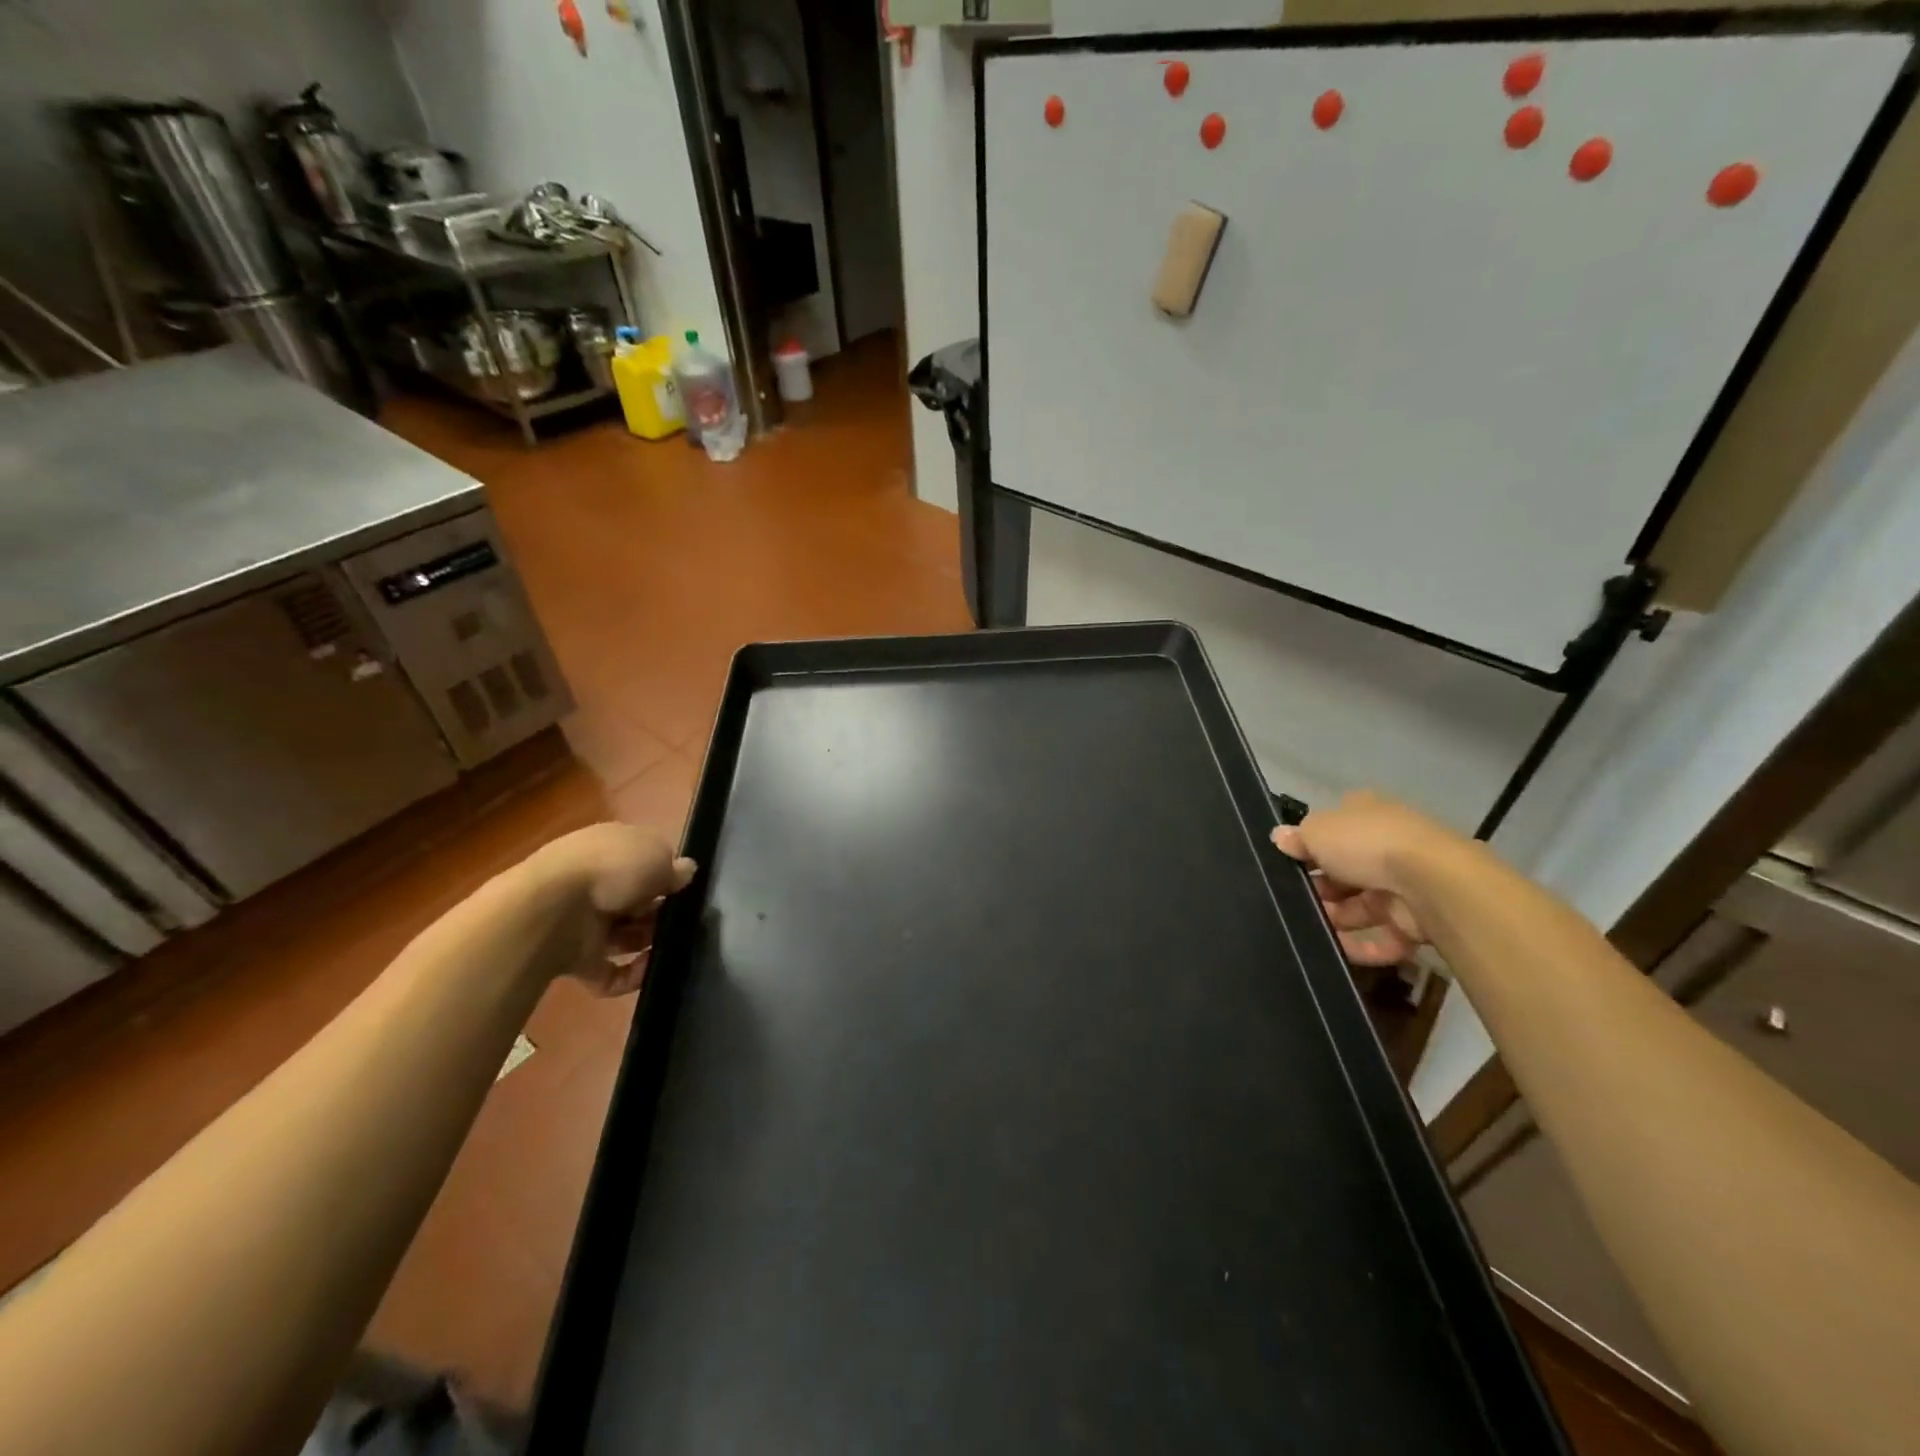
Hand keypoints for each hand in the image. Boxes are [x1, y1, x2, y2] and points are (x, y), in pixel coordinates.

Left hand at [522, 823, 696, 994]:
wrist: (551, 910)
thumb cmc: (612, 869)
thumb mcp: (656, 855)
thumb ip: (674, 867)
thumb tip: (684, 871)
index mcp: (609, 848)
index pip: (641, 860)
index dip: (664, 874)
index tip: (684, 889)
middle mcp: (594, 882)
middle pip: (635, 901)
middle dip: (659, 913)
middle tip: (681, 921)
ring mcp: (582, 922)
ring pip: (624, 937)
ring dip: (648, 944)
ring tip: (669, 948)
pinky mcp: (575, 959)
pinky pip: (610, 972)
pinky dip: (629, 976)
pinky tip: (647, 971)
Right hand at [1270, 791, 1456, 966]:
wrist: (1432, 882)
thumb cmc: (1367, 844)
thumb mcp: (1318, 831)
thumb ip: (1297, 838)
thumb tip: (1279, 837)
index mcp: (1366, 815)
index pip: (1334, 829)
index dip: (1310, 845)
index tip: (1288, 862)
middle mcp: (1387, 846)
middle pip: (1345, 871)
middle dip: (1320, 888)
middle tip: (1292, 900)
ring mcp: (1404, 885)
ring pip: (1361, 906)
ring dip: (1335, 918)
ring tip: (1308, 929)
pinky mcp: (1417, 921)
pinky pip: (1382, 937)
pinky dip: (1361, 946)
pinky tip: (1336, 950)